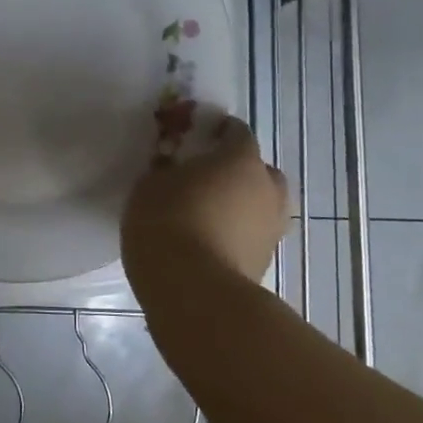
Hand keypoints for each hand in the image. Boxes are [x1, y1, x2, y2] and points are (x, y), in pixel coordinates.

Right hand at [122, 118, 290, 285]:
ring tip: (207, 214)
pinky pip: (252, 235)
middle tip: (204, 179)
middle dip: (236, 171)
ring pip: (260, 204)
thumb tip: (173, 169)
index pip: (236, 131)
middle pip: (257, 169)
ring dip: (241, 205)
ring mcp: (272, 228)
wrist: (193, 291)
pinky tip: (209, 241)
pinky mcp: (265, 262)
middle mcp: (266, 188)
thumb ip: (166, 170)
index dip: (215, 132)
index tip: (191, 140)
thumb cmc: (168, 222)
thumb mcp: (150, 184)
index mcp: (241, 159)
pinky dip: (237, 233)